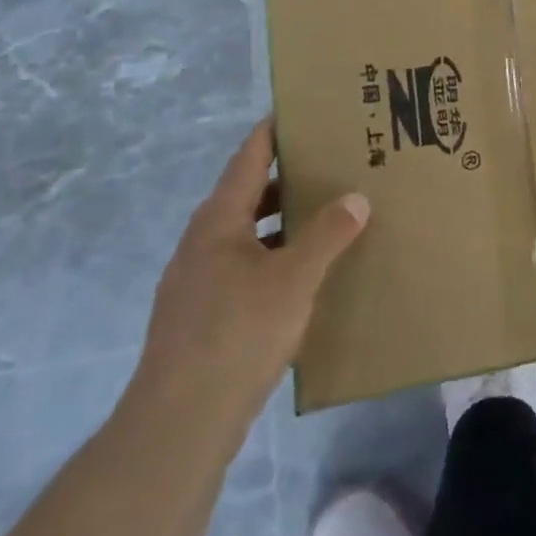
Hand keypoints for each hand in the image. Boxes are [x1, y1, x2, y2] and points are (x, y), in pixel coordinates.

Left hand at [130, 119, 367, 439]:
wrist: (179, 424)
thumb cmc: (237, 334)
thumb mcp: (294, 278)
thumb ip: (328, 234)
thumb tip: (356, 197)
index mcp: (218, 221)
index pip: (249, 158)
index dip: (274, 132)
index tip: (303, 111)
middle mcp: (202, 243)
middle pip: (249, 194)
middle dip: (289, 177)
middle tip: (332, 162)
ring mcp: (197, 282)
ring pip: (247, 233)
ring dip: (283, 220)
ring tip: (328, 213)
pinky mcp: (201, 316)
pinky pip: (244, 266)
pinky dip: (274, 255)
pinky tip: (303, 273)